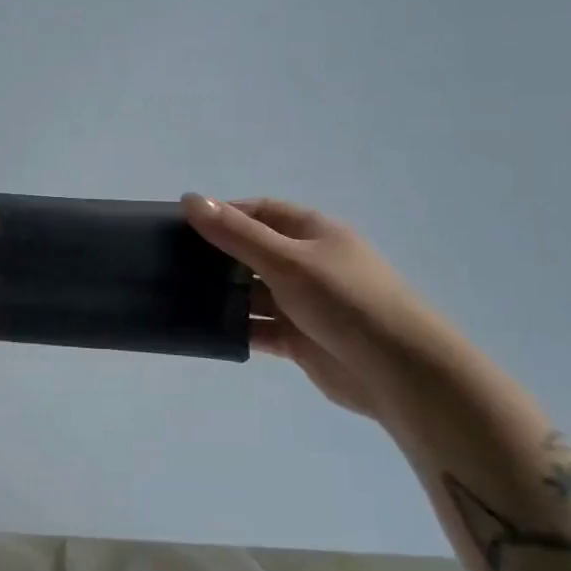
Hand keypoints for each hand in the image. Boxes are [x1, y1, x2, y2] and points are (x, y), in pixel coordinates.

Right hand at [182, 195, 462, 417]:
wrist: (399, 372)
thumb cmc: (346, 301)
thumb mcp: (287, 260)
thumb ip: (236, 234)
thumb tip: (190, 199)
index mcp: (313, 233)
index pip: (260, 212)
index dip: (224, 214)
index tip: (183, 227)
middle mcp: (308, 263)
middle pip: (253, 252)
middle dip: (217, 257)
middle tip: (171, 263)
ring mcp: (303, 303)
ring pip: (253, 293)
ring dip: (223, 295)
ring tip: (179, 297)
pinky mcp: (299, 340)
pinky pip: (258, 328)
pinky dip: (236, 329)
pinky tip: (205, 330)